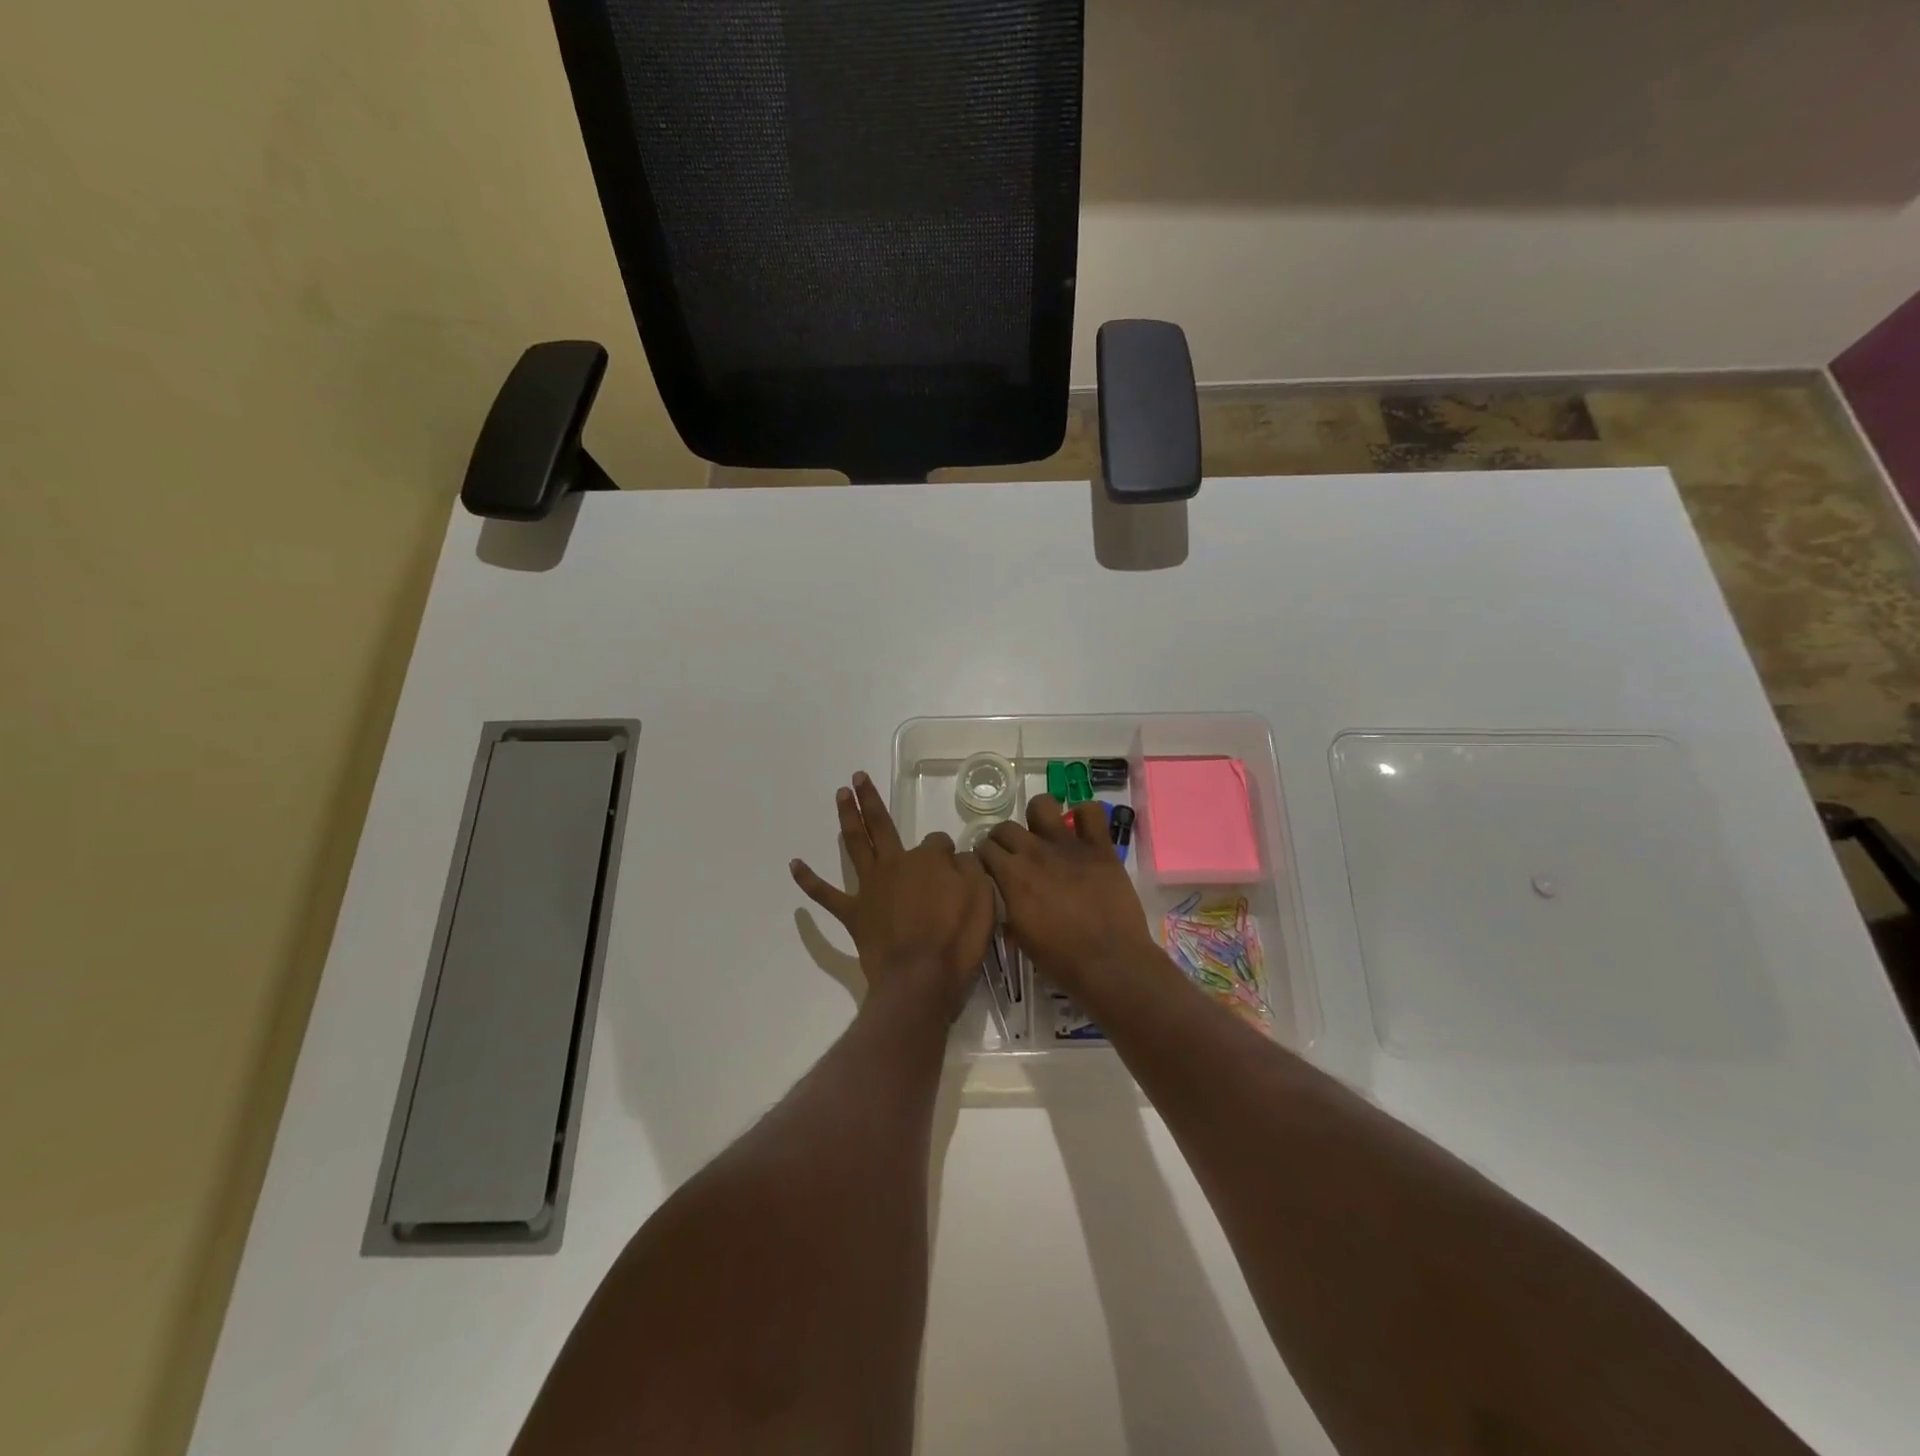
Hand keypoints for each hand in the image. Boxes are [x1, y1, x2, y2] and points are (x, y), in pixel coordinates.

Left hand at [791, 771, 995, 1018]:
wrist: (921, 979)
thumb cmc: (956, 941)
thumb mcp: (982, 899)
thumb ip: (971, 870)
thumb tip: (960, 857)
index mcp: (928, 860)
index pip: (938, 843)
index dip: (947, 854)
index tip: (955, 869)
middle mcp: (895, 864)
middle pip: (882, 824)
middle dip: (870, 800)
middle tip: (858, 778)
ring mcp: (870, 887)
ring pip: (855, 844)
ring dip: (847, 818)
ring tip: (840, 795)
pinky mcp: (853, 914)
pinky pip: (827, 894)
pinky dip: (809, 880)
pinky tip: (795, 865)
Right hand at [977, 795, 1162, 1007]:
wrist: (1109, 962)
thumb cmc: (1061, 958)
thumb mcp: (1020, 937)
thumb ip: (1008, 907)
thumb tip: (1006, 895)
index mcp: (1012, 876)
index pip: (985, 849)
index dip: (984, 857)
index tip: (990, 867)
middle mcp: (1035, 853)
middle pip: (1006, 827)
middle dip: (1003, 838)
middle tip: (1013, 854)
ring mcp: (1069, 846)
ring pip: (1042, 805)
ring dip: (1038, 817)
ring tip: (1044, 833)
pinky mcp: (1100, 847)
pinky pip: (1091, 812)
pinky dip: (1085, 815)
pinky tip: (1082, 831)